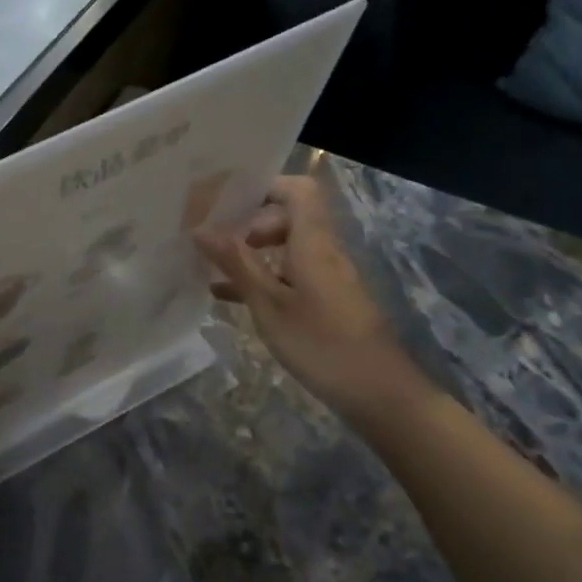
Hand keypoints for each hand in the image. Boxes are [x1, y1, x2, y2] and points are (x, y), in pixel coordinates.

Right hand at [194, 174, 434, 429]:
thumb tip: (201, 228)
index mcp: (313, 243)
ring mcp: (326, 278)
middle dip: (248, 223)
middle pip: (288, 217)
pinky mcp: (327, 301)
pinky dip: (262, 277)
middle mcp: (323, 252)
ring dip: (251, 252)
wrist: (380, 395)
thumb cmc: (321, 343)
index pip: (298, 190)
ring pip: (286, 248)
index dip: (265, 186)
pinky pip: (289, 274)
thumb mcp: (269, 304)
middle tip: (213, 239)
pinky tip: (229, 297)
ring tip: (211, 266)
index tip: (227, 200)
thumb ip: (236, 264)